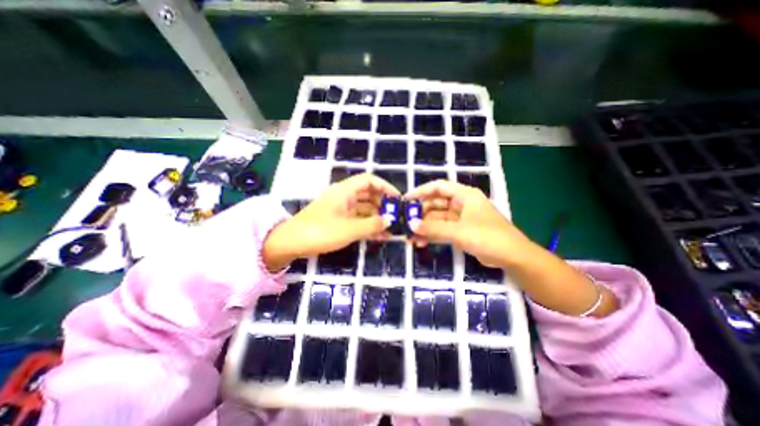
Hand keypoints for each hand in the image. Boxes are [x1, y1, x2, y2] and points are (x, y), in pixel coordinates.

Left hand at [266, 172, 399, 269]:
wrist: (291, 243)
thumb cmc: (320, 231)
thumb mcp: (349, 229)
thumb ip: (372, 224)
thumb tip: (390, 220)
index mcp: (345, 191)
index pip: (369, 180)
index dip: (385, 187)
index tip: (397, 199)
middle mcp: (344, 197)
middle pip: (368, 194)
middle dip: (383, 204)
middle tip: (396, 216)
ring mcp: (341, 209)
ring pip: (364, 209)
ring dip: (377, 217)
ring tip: (391, 229)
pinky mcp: (338, 221)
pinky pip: (357, 219)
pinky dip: (368, 225)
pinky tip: (380, 236)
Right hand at [411, 180, 615, 315]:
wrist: (513, 257)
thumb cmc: (489, 237)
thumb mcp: (460, 232)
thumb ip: (435, 228)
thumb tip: (412, 225)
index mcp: (464, 195)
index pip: (438, 187)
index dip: (421, 191)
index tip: (406, 200)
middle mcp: (461, 204)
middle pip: (435, 203)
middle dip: (421, 213)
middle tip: (406, 223)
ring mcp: (460, 218)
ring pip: (437, 218)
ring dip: (425, 226)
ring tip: (411, 237)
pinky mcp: (460, 230)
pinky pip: (442, 229)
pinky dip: (432, 234)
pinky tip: (421, 242)